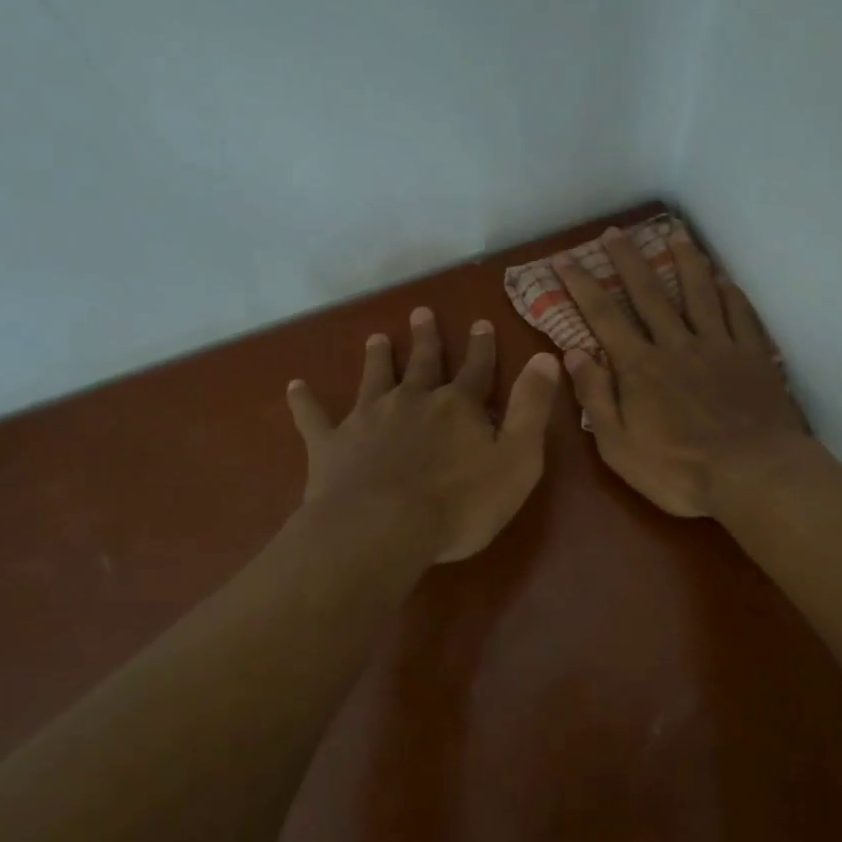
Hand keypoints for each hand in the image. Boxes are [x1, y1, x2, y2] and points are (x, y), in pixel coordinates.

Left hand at [286, 309, 560, 562]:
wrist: (382, 529)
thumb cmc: (460, 503)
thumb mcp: (517, 458)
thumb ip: (532, 408)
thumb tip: (547, 357)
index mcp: (457, 407)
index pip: (476, 369)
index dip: (481, 347)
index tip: (480, 322)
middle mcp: (412, 401)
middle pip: (422, 364)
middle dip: (425, 339)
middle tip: (421, 312)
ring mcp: (368, 420)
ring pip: (374, 379)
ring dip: (376, 358)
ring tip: (376, 337)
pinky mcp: (332, 445)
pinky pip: (314, 418)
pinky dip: (304, 401)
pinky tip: (294, 386)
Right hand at [554, 225, 809, 518]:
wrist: (754, 475)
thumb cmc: (679, 470)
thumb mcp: (619, 447)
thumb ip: (596, 397)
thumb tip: (574, 353)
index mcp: (641, 367)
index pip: (604, 317)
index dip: (582, 286)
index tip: (564, 259)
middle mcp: (677, 345)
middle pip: (650, 293)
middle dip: (628, 260)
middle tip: (615, 232)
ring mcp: (719, 346)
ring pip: (699, 293)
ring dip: (685, 261)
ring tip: (675, 234)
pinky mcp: (753, 357)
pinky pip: (740, 315)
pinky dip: (731, 293)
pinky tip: (724, 279)